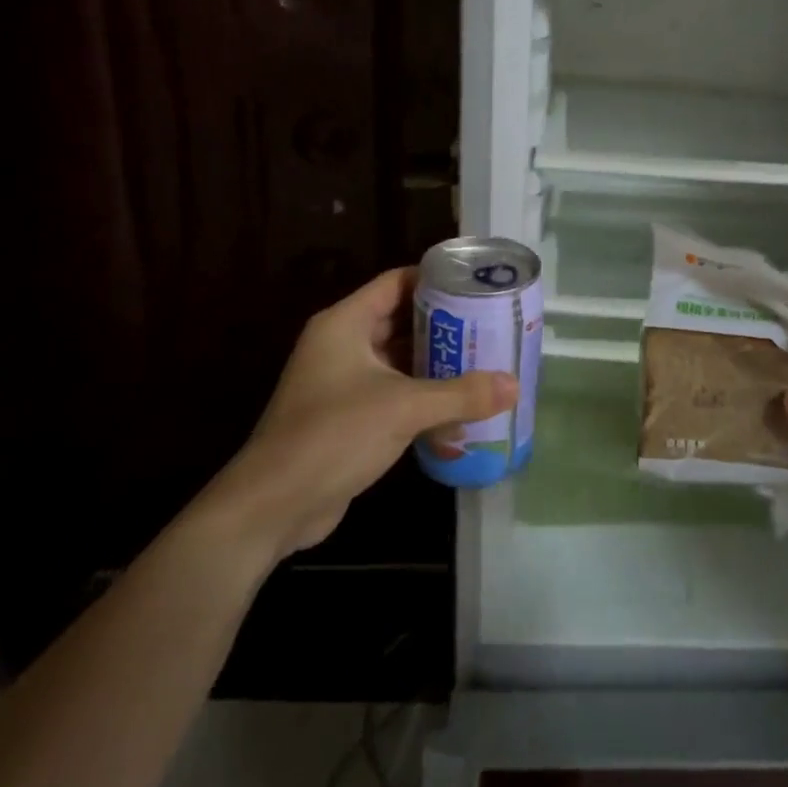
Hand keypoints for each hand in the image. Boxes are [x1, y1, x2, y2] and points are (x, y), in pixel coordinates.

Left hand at [197, 268, 516, 559]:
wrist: (273, 506)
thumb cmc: (333, 435)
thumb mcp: (403, 408)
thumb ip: (461, 394)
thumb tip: (515, 385)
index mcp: (345, 324)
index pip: (396, 283)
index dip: (436, 280)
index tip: (477, 286)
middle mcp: (341, 344)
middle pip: (401, 320)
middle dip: (445, 325)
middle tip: (491, 326)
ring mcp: (342, 382)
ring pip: (398, 360)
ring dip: (436, 363)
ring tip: (485, 362)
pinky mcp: (347, 416)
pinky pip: (393, 393)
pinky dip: (422, 396)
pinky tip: (460, 408)